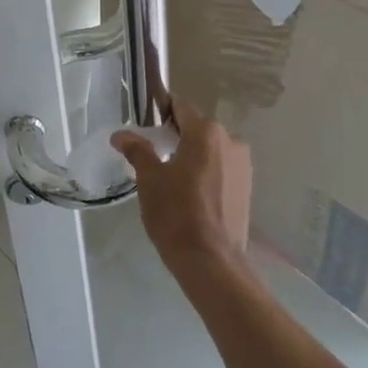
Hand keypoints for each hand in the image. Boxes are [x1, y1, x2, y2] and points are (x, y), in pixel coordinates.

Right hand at [114, 104, 251, 278]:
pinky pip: (222, 167)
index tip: (147, 126)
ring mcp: (243, 164)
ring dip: (194, 155)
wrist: (211, 262)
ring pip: (211, 148)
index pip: (180, 106)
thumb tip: (120, 134)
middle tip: (155, 156)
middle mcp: (230, 139)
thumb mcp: (149, 179)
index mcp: (206, 131)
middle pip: (197, 127)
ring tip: (173, 179)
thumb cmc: (176, 214)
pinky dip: (207, 172)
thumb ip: (137, 150)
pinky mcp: (248, 186)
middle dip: (177, 136)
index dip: (161, 111)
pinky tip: (193, 194)